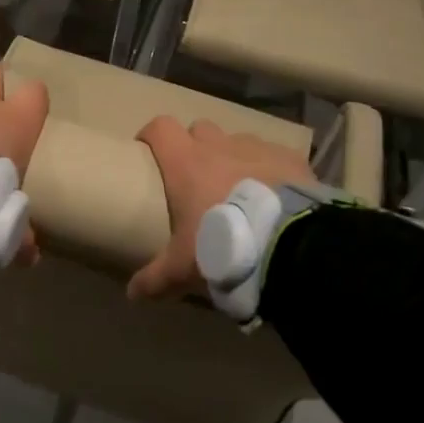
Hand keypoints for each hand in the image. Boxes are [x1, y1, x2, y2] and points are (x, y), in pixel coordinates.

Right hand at [130, 116, 316, 300]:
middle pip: (199, 129)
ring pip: (238, 141)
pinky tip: (275, 196)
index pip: (160, 128)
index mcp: (186, 162)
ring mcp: (257, 148)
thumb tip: (132, 294)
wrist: (289, 244)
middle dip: (196, 146)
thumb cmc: (222, 244)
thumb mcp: (183, 268)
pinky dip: (270, 170)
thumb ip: (155, 279)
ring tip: (240, 190)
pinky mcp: (290, 158)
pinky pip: (274, 156)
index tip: (148, 152)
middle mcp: (219, 145)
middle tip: (196, 178)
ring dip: (233, 158)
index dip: (152, 136)